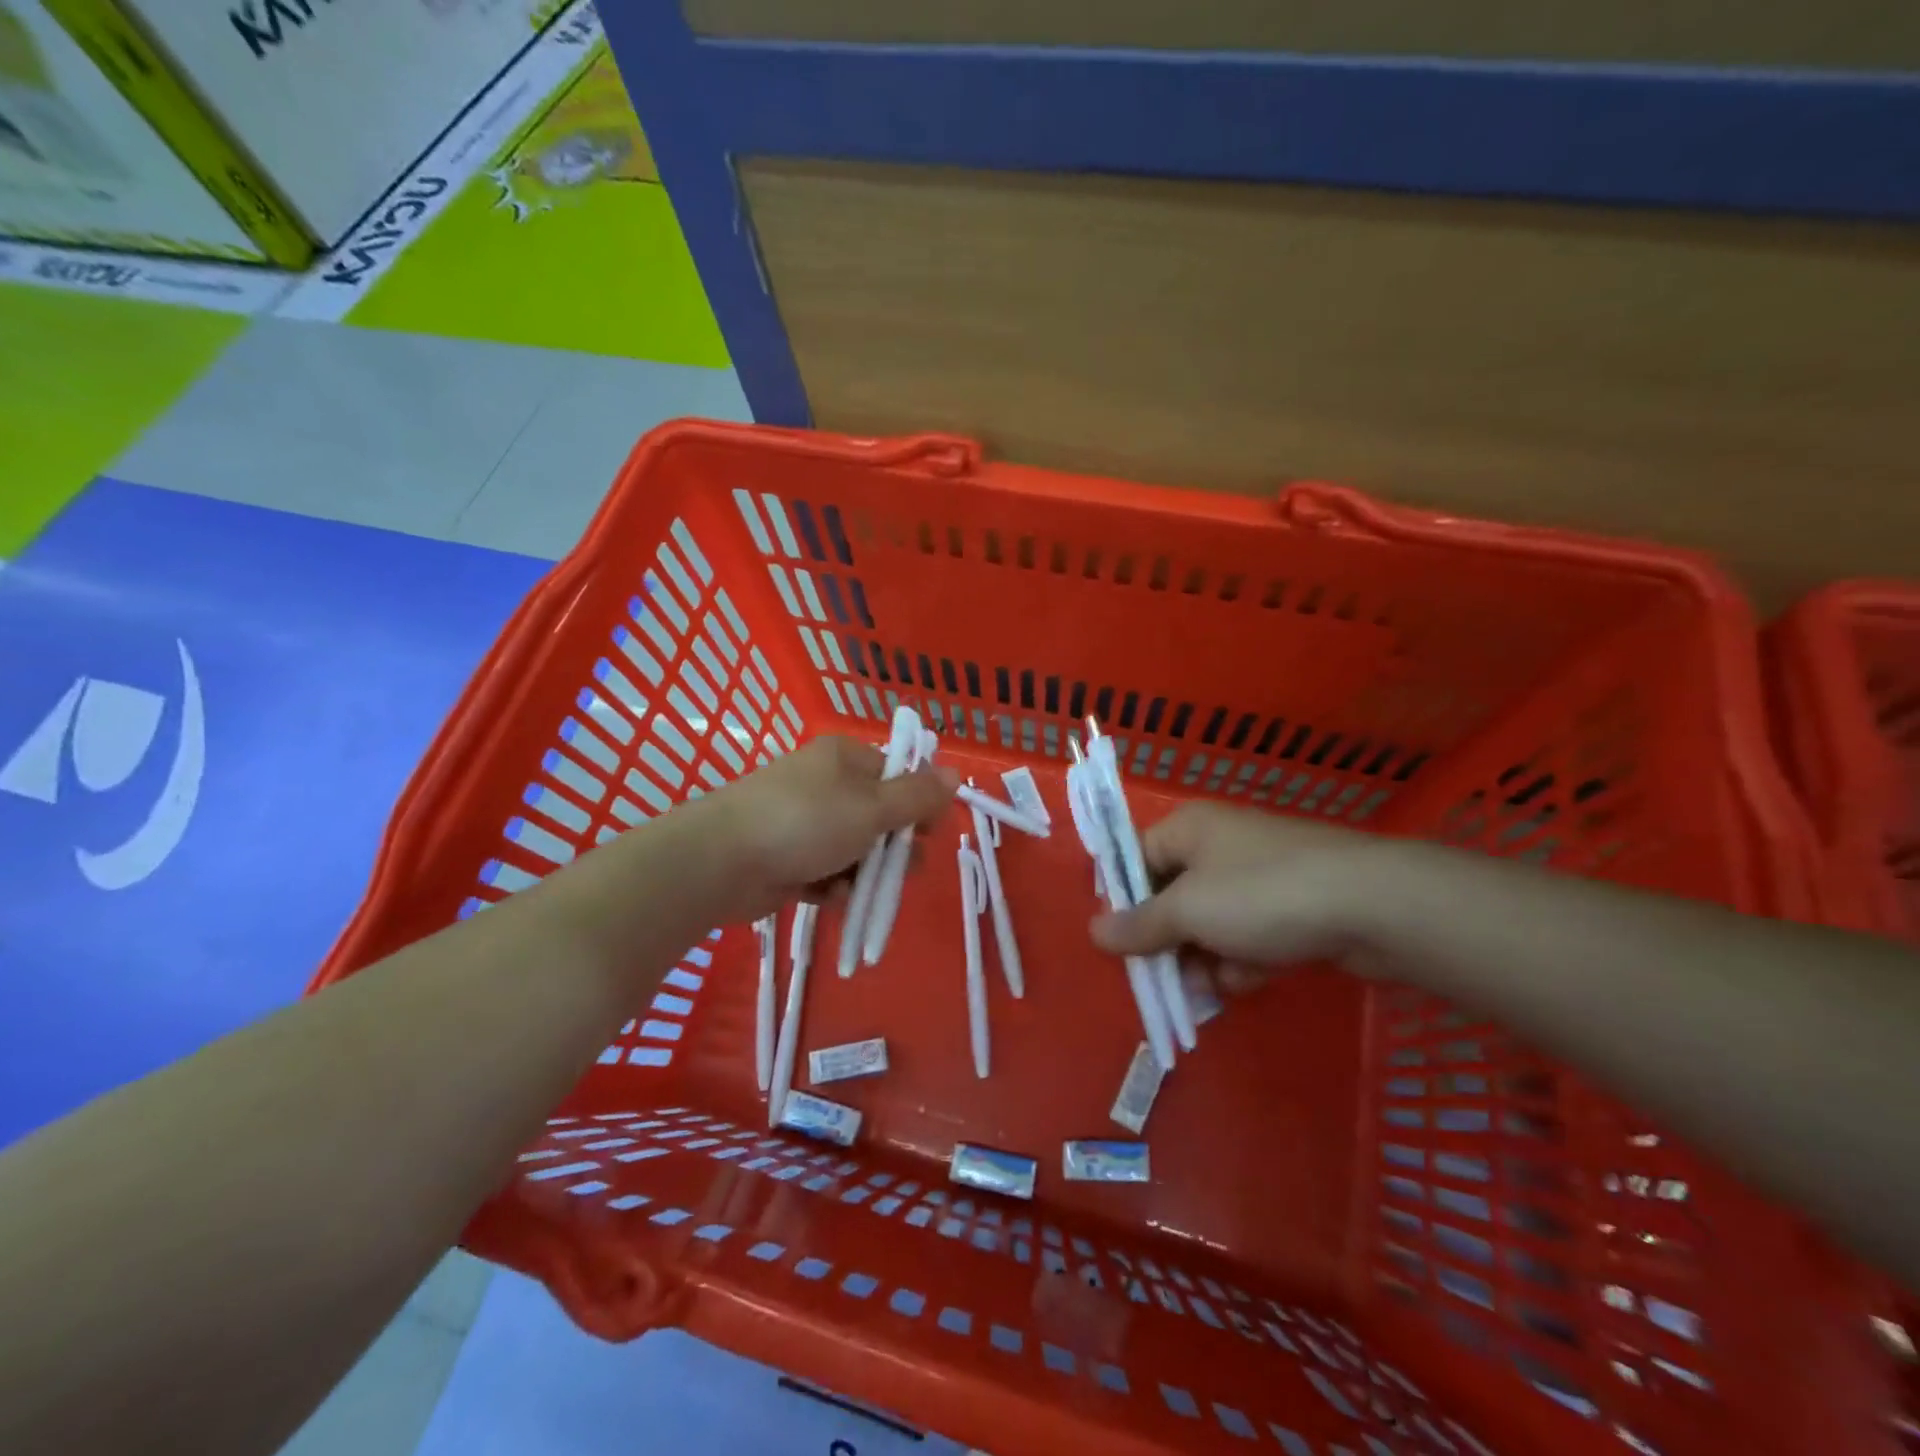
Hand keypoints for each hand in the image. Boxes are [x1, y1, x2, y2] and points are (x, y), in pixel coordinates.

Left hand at [685, 736, 957, 923]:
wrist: (721, 862)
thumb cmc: (805, 823)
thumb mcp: (872, 808)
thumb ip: (917, 795)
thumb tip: (955, 774)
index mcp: (845, 758)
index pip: (899, 775)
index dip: (919, 806)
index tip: (929, 835)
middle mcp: (826, 784)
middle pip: (880, 816)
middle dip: (892, 849)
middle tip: (897, 871)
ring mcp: (804, 821)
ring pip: (856, 849)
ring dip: (863, 873)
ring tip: (856, 889)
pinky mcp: (788, 856)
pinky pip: (828, 871)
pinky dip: (835, 886)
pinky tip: (832, 898)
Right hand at [1089, 801, 1400, 973]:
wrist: (1374, 904)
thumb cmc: (1262, 895)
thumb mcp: (1188, 911)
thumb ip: (1139, 925)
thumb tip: (1093, 931)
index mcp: (1189, 829)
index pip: (1136, 859)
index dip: (1124, 902)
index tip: (1120, 944)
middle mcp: (1221, 845)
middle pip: (1173, 896)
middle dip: (1168, 942)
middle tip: (1162, 979)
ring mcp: (1261, 876)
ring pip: (1212, 922)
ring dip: (1205, 958)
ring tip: (1211, 987)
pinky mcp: (1293, 906)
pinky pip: (1250, 934)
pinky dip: (1243, 959)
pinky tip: (1249, 980)